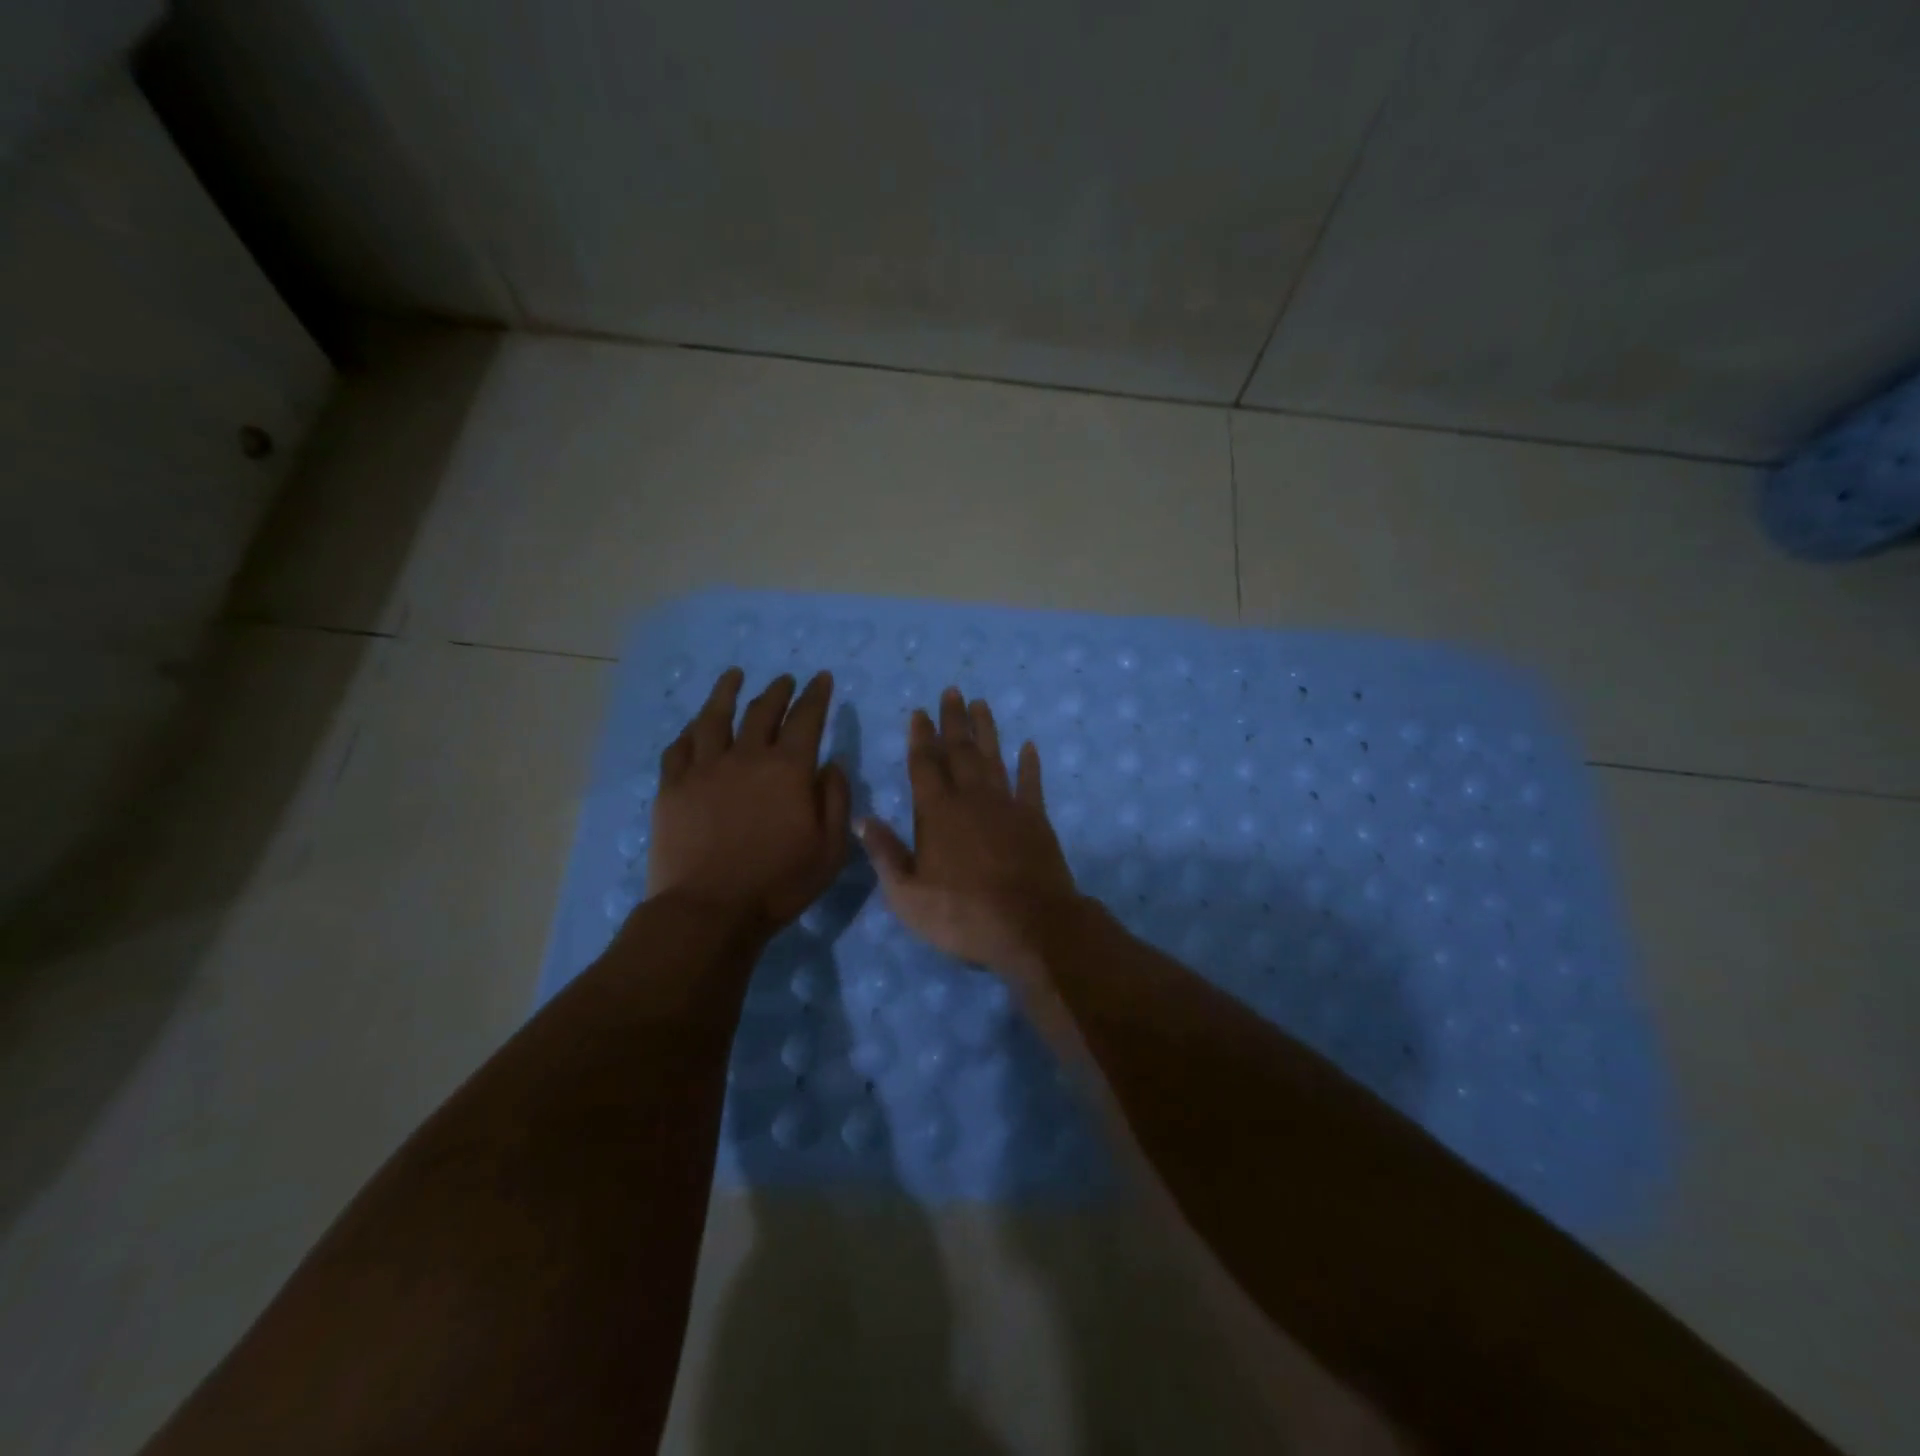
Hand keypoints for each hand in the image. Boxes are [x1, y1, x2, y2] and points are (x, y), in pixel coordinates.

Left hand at [647, 668, 850, 935]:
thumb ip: (835, 799)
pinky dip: (690, 731)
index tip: (822, 678)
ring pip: (714, 717)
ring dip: (727, 692)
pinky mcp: (672, 787)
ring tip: (734, 676)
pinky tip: (694, 726)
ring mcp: (704, 769)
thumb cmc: (779, 883)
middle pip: (762, 710)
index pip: (806, 718)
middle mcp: (746, 756)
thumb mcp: (830, 848)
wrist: (709, 911)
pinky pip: (679, 747)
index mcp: (788, 769)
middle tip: (785, 679)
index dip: (816, 695)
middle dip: (778, 691)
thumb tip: (831, 763)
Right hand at [859, 687, 1081, 981]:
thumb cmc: (962, 914)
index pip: (924, 765)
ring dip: (986, 730)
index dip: (920, 737)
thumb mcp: (907, 895)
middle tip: (952, 691)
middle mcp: (971, 799)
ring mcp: (1007, 806)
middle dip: (953, 720)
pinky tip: (1028, 746)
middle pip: (960, 751)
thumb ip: (884, 854)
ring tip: (980, 704)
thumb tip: (861, 819)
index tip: (919, 712)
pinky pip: (1031, 783)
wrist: (1030, 926)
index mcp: (937, 813)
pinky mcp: (1036, 819)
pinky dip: (1030, 764)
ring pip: (994, 758)